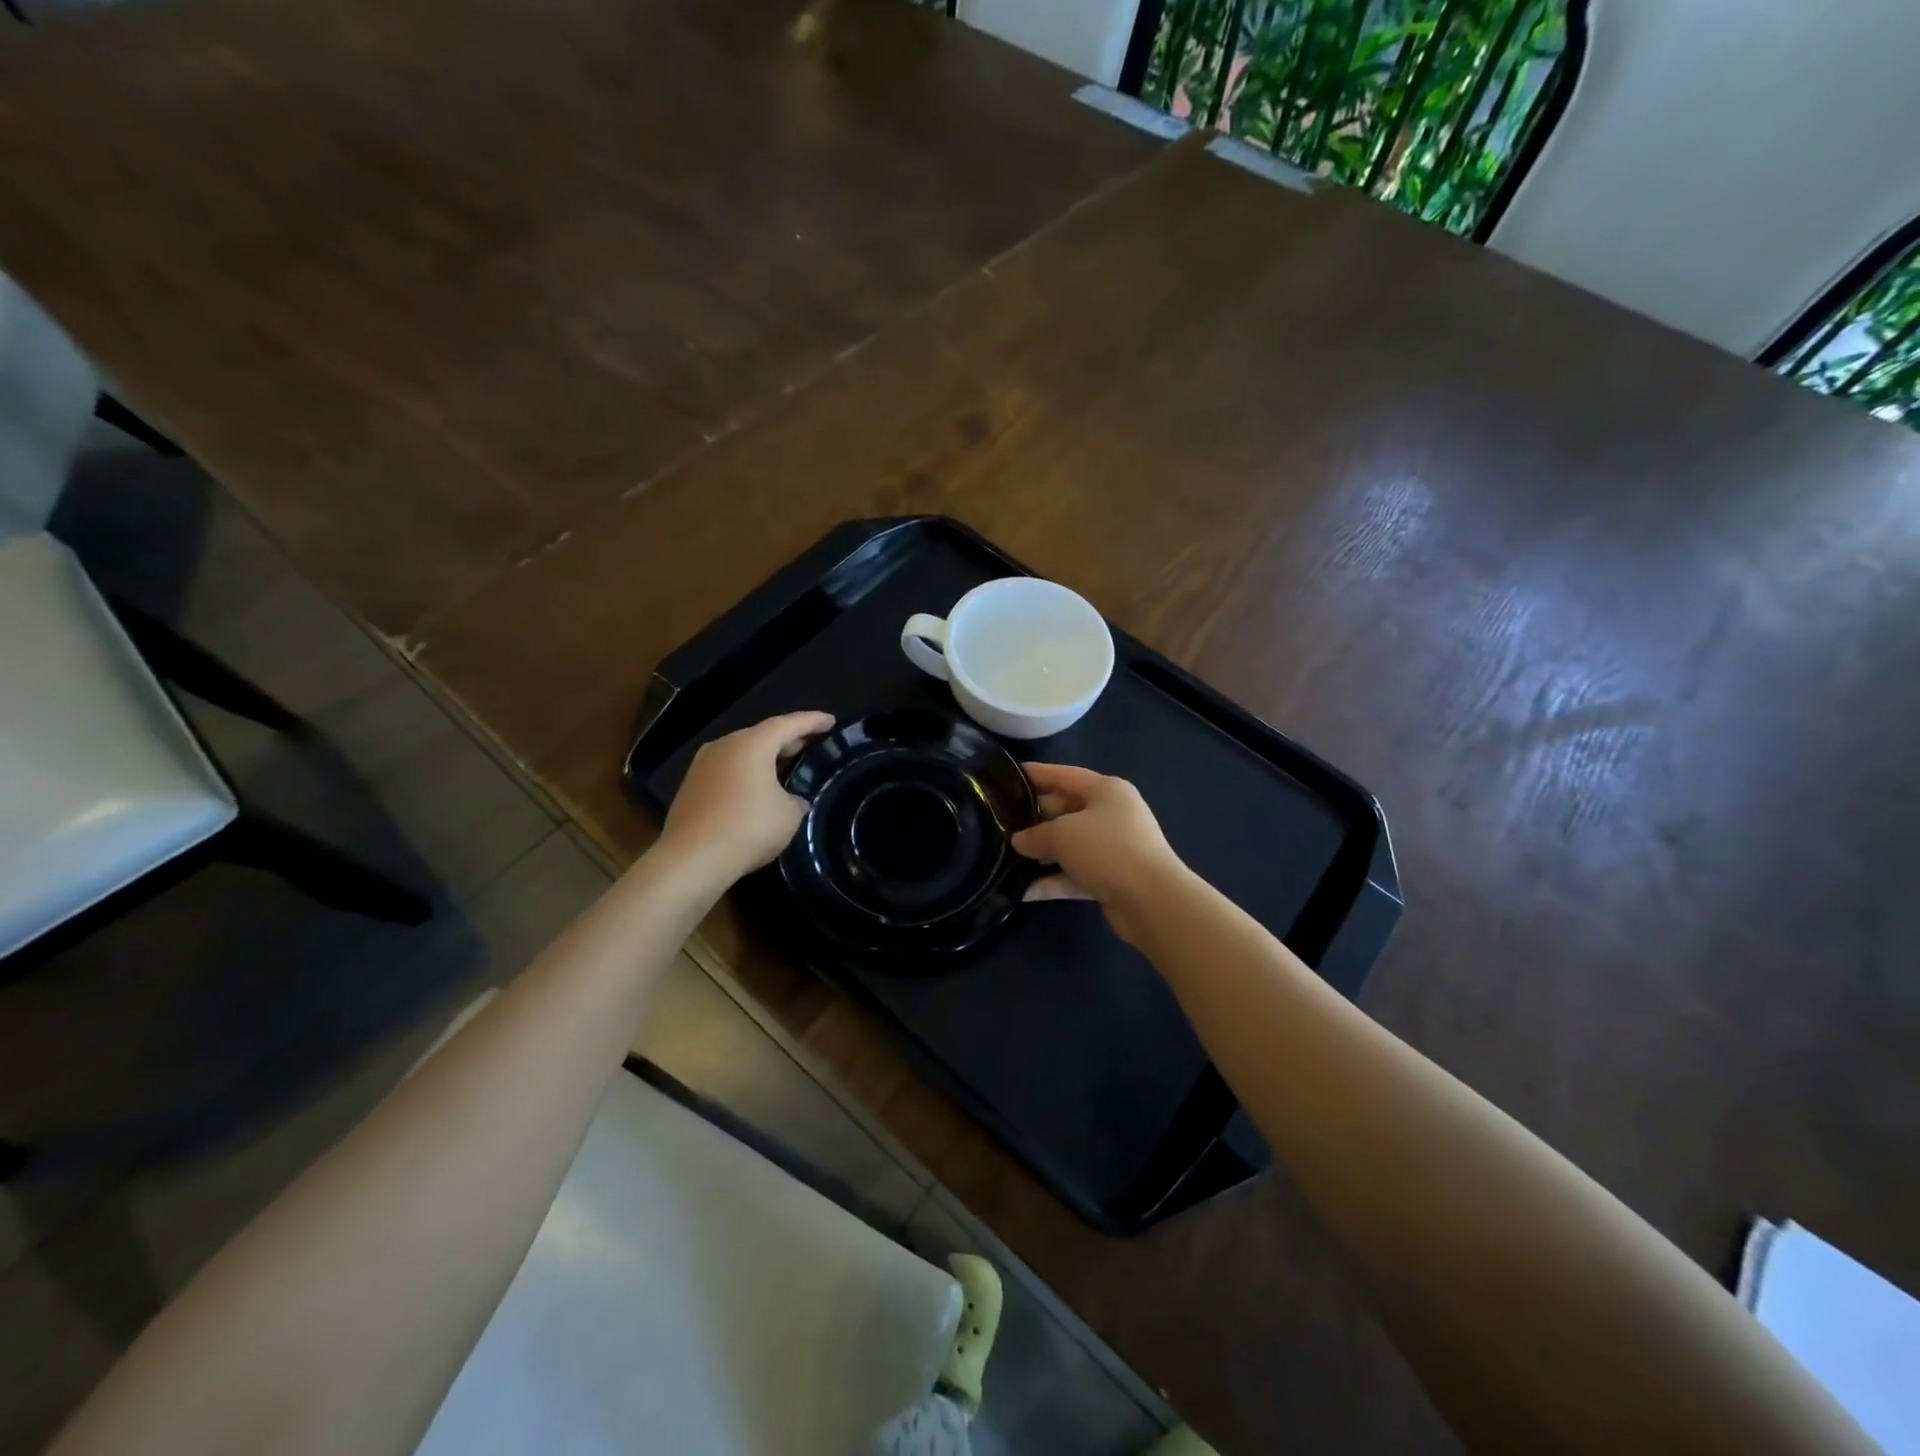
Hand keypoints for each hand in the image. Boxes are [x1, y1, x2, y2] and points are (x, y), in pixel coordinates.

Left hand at [657, 711, 833, 886]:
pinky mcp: (691, 787)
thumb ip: (796, 800)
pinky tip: (756, 791)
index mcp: (752, 745)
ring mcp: (702, 766)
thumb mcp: (789, 815)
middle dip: (787, 739)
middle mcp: (724, 746)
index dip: (812, 721)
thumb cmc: (749, 828)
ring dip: (764, 758)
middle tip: (809, 745)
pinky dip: (746, 775)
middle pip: (762, 736)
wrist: (692, 859)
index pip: (788, 724)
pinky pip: (727, 771)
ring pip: (741, 753)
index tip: (830, 721)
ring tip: (784, 767)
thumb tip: (792, 800)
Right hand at [1013, 763, 1185, 946]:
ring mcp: (1113, 848)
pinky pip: (1075, 874)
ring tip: (1005, 856)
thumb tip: (1018, 841)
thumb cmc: (1107, 850)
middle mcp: (1112, 814)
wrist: (1152, 901)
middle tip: (1000, 823)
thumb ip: (1036, 835)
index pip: (1064, 775)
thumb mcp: (1063, 834)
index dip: (1036, 774)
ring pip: (1069, 845)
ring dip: (1041, 852)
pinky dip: (1053, 881)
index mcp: (1106, 790)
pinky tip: (1023, 891)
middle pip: (1065, 810)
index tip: (1008, 776)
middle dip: (1034, 818)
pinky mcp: (1111, 878)